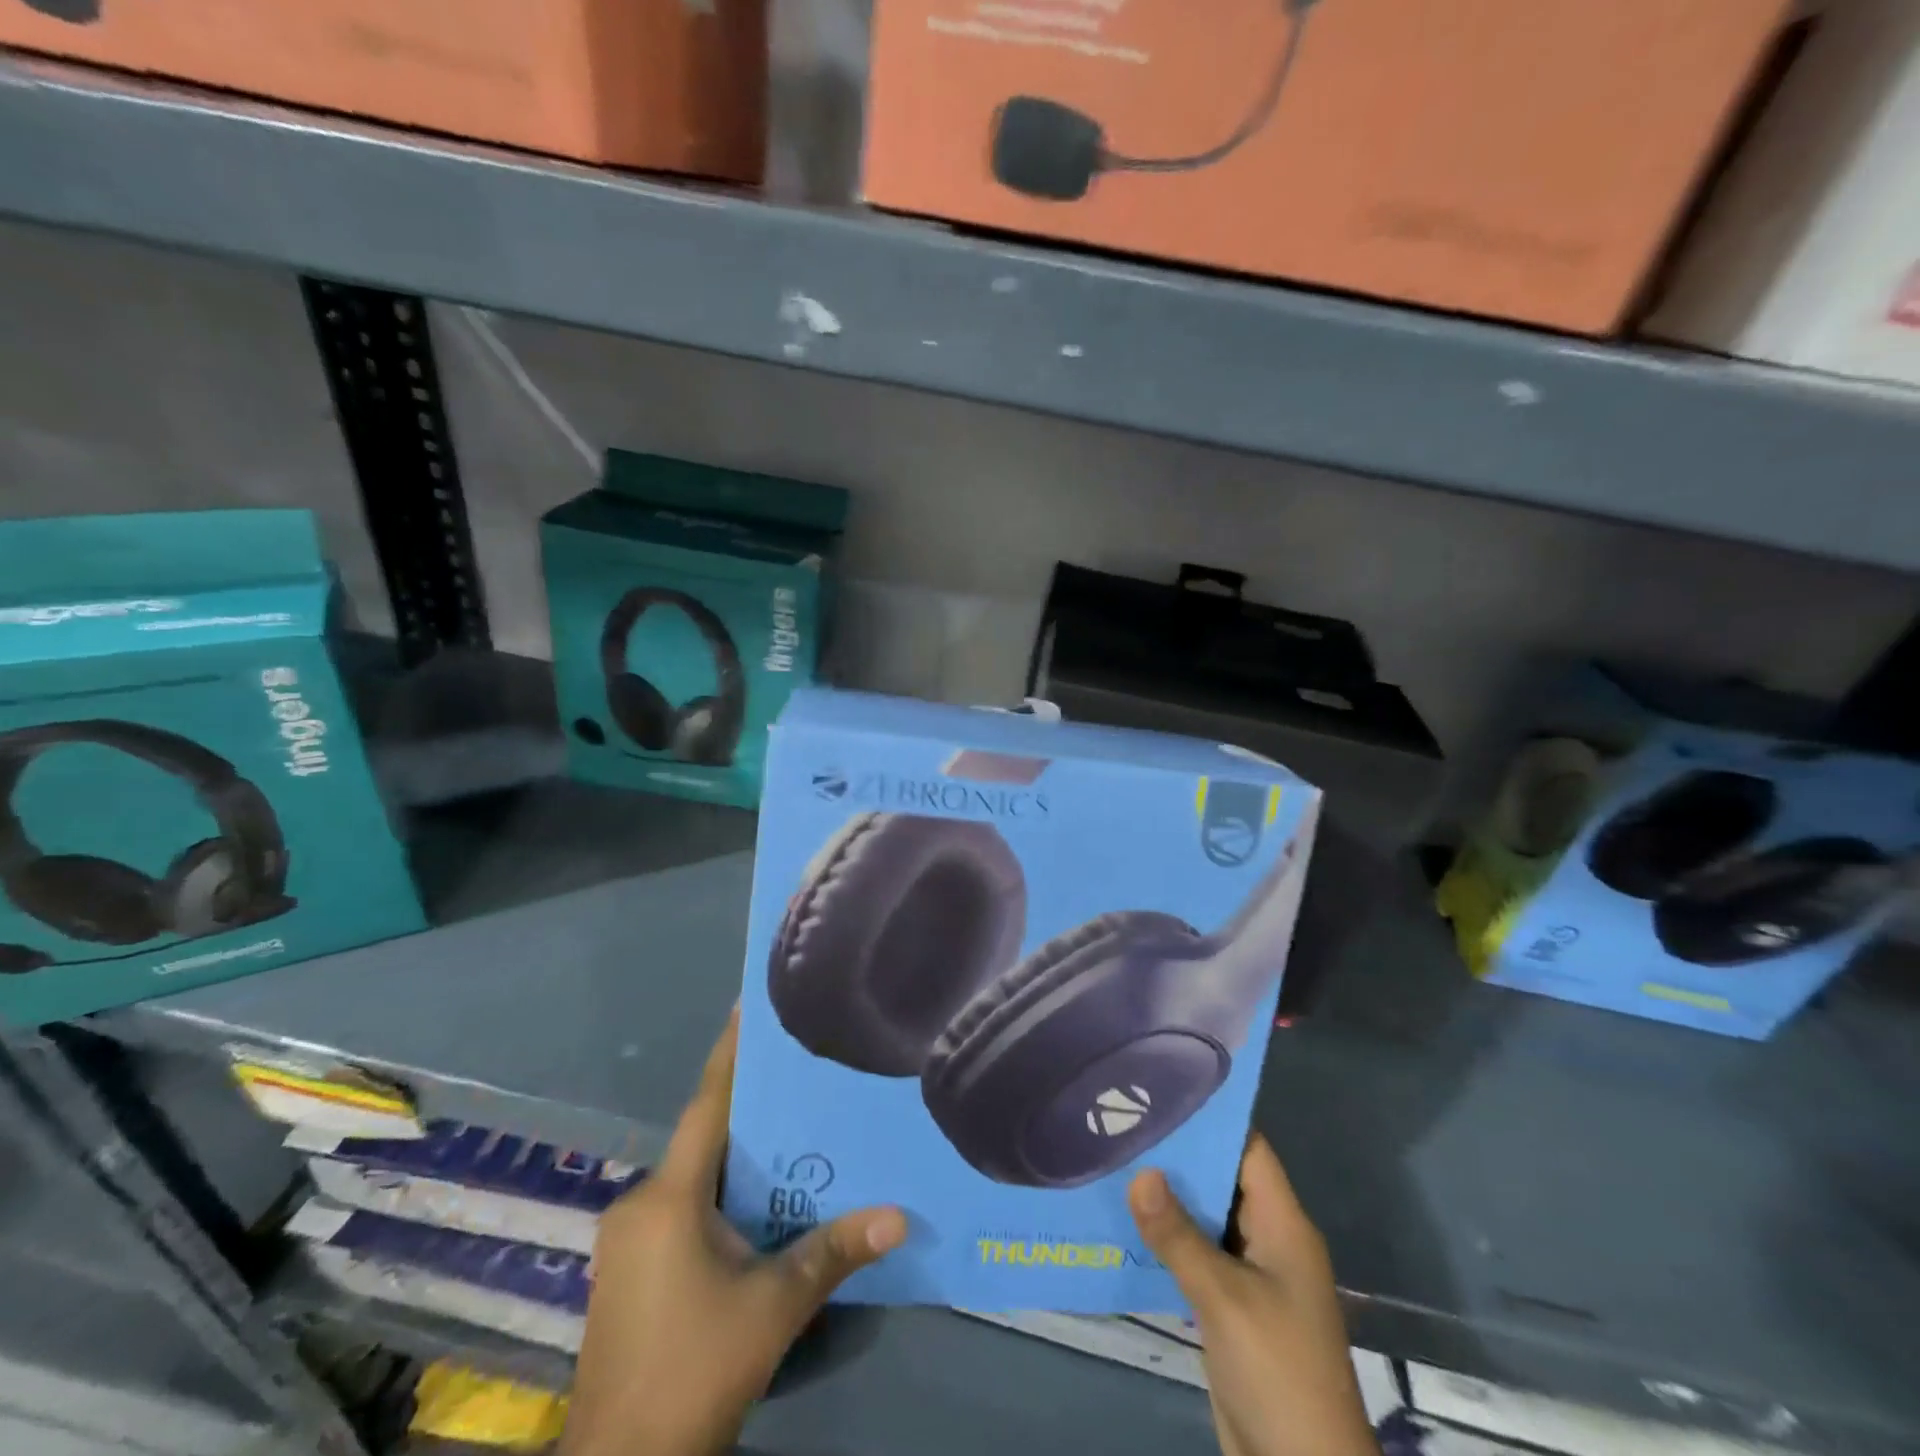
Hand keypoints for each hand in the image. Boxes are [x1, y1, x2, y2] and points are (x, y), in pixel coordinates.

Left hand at [562, 1011, 907, 1455]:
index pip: (707, 1105)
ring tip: (790, 1135)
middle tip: (800, 1079)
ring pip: (692, 1178)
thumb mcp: (774, 1306)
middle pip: (703, 1139)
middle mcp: (641, 1204)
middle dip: (748, 1110)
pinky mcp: (628, 1273)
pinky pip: (681, 1209)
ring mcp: (628, 1241)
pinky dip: (718, 1194)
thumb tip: (898, 1215)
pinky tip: (756, 1204)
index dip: (729, 1053)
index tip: (747, 1006)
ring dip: (735, 1158)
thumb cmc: (695, 1368)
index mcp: (670, 1197)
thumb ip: (834, 1251)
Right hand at [1129, 1136, 1377, 1455]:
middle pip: (1222, 1179)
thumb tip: (1139, 1172)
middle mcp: (1269, 1240)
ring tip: (1114, 1159)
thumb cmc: (1278, 1371)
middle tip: (1123, 1121)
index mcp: (1283, 1225)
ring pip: (1205, 1219)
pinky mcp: (1232, 1308)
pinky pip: (1197, 1256)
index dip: (1210, 1118)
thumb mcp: (1225, 1298)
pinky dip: (1167, 1239)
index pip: (1248, 1147)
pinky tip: (1125, 1224)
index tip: (1161, 1090)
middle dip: (1177, 1155)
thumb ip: (1179, 1235)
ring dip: (1167, 1198)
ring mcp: (1251, 1276)